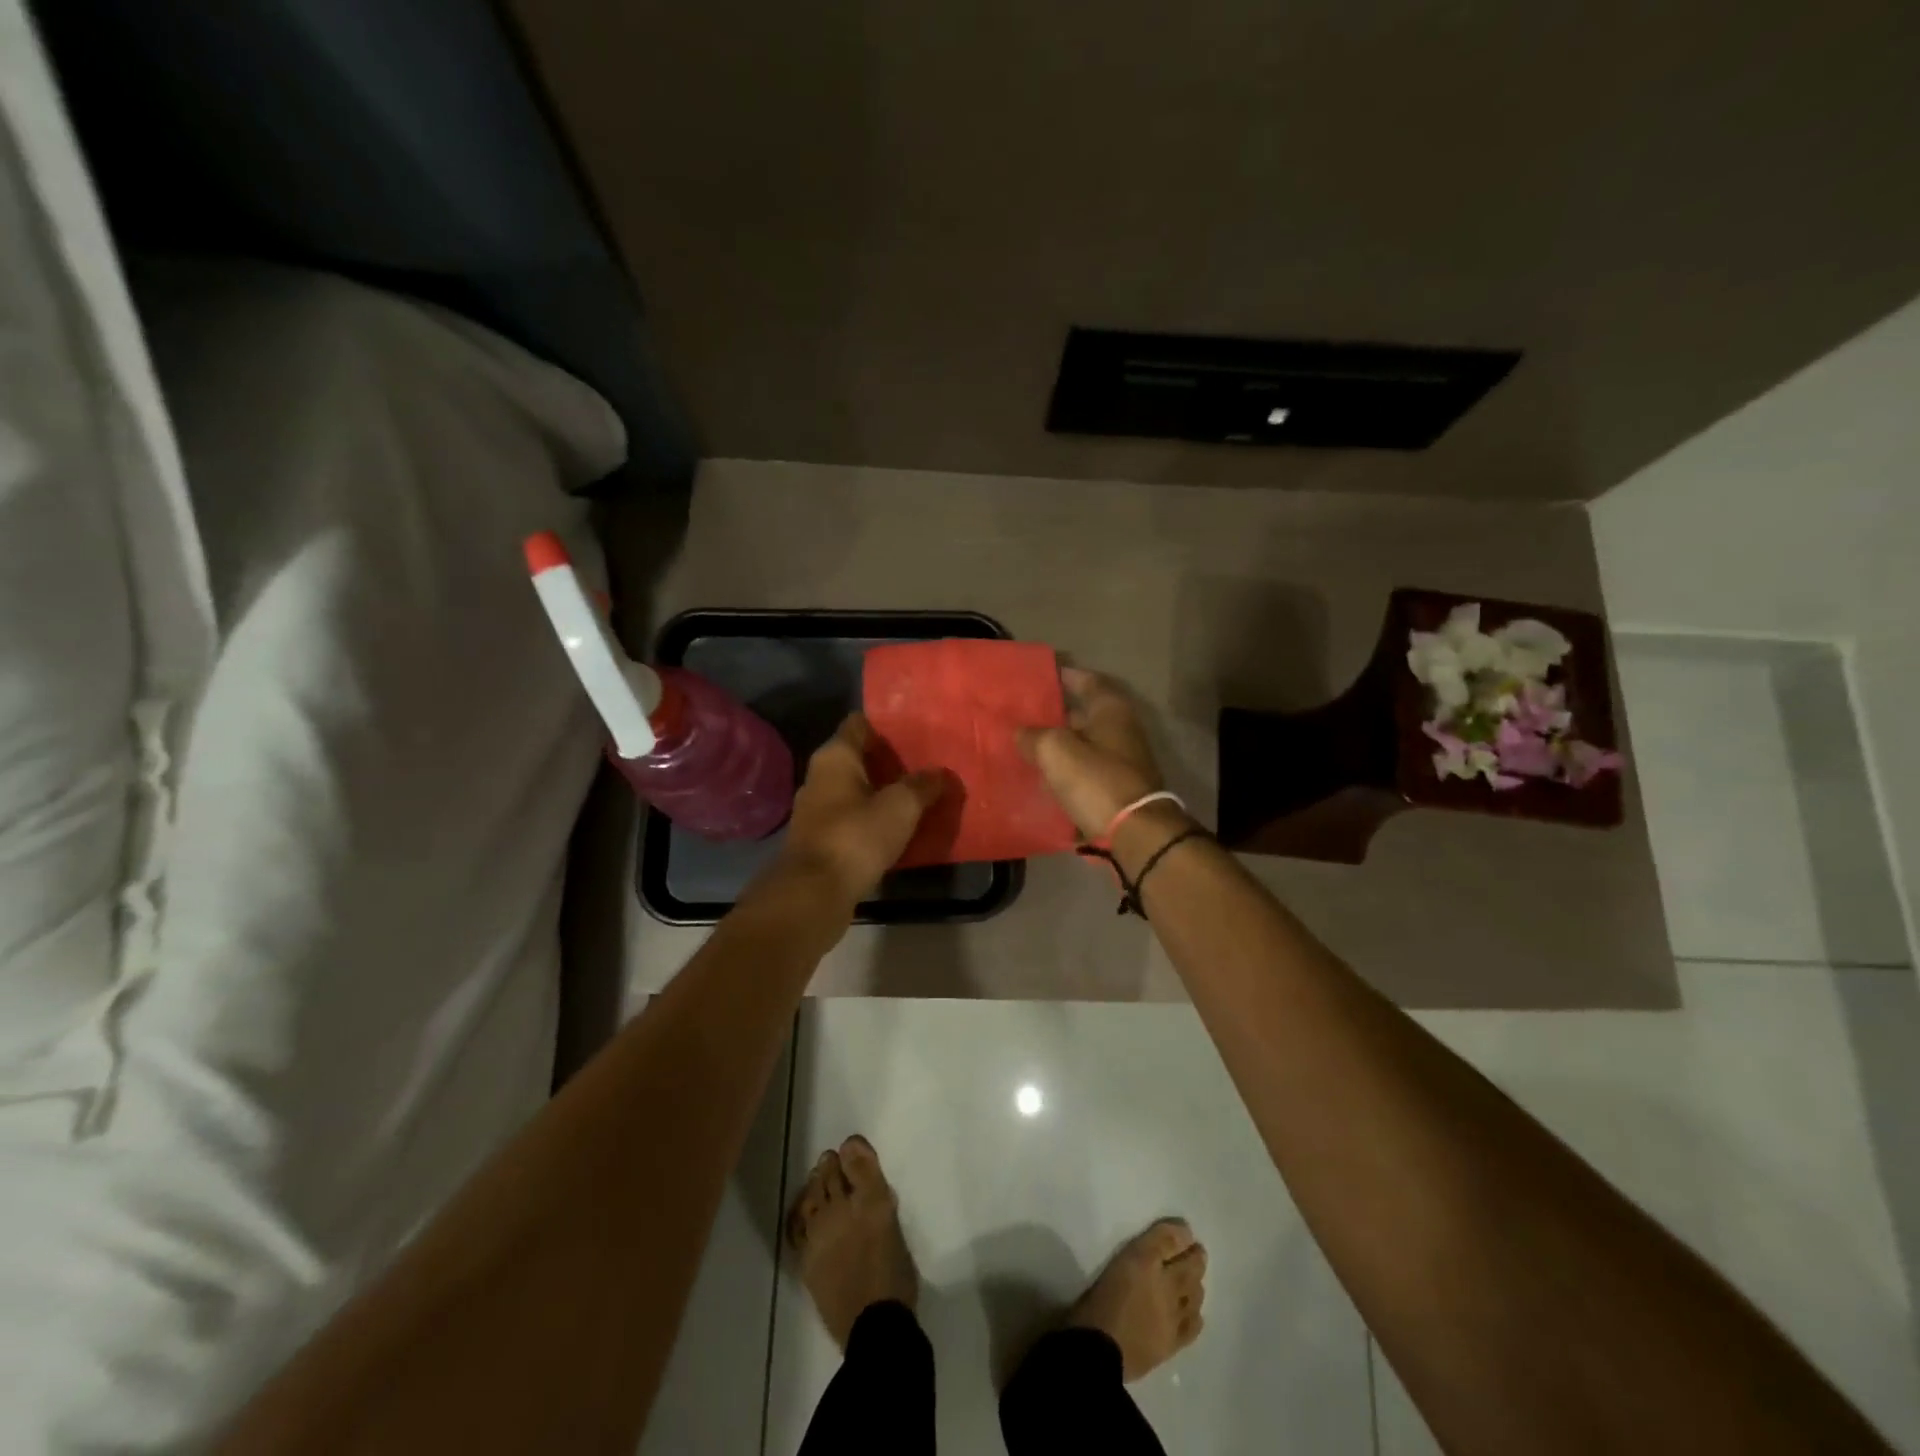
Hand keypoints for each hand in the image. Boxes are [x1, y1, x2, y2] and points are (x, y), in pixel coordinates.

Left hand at [772, 713, 945, 906]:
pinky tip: (899, 829)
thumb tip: (941, 773)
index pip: (860, 724)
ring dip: (883, 793)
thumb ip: (923, 786)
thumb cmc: (856, 836)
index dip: (888, 725)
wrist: (814, 893)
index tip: (917, 731)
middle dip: (891, 762)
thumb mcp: (901, 807)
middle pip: (859, 758)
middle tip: (927, 766)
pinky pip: (853, 819)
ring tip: (919, 797)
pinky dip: (874, 820)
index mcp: (835, 756)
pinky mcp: (820, 840)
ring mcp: (817, 810)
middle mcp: (820, 777)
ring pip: (856, 791)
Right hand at [1016, 667, 1165, 839]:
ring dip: (1058, 746)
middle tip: (1022, 716)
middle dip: (1054, 715)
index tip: (1039, 676)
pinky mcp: (1116, 790)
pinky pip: (1085, 773)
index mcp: (1110, 710)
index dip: (1063, 676)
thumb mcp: (1055, 751)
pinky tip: (1042, 779)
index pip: (1086, 681)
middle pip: (1083, 715)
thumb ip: (1034, 736)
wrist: (1135, 834)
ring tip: (1025, 747)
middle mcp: (1121, 731)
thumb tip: (1021, 732)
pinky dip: (1066, 773)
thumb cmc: (1096, 781)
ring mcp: (1121, 762)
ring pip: (1083, 746)